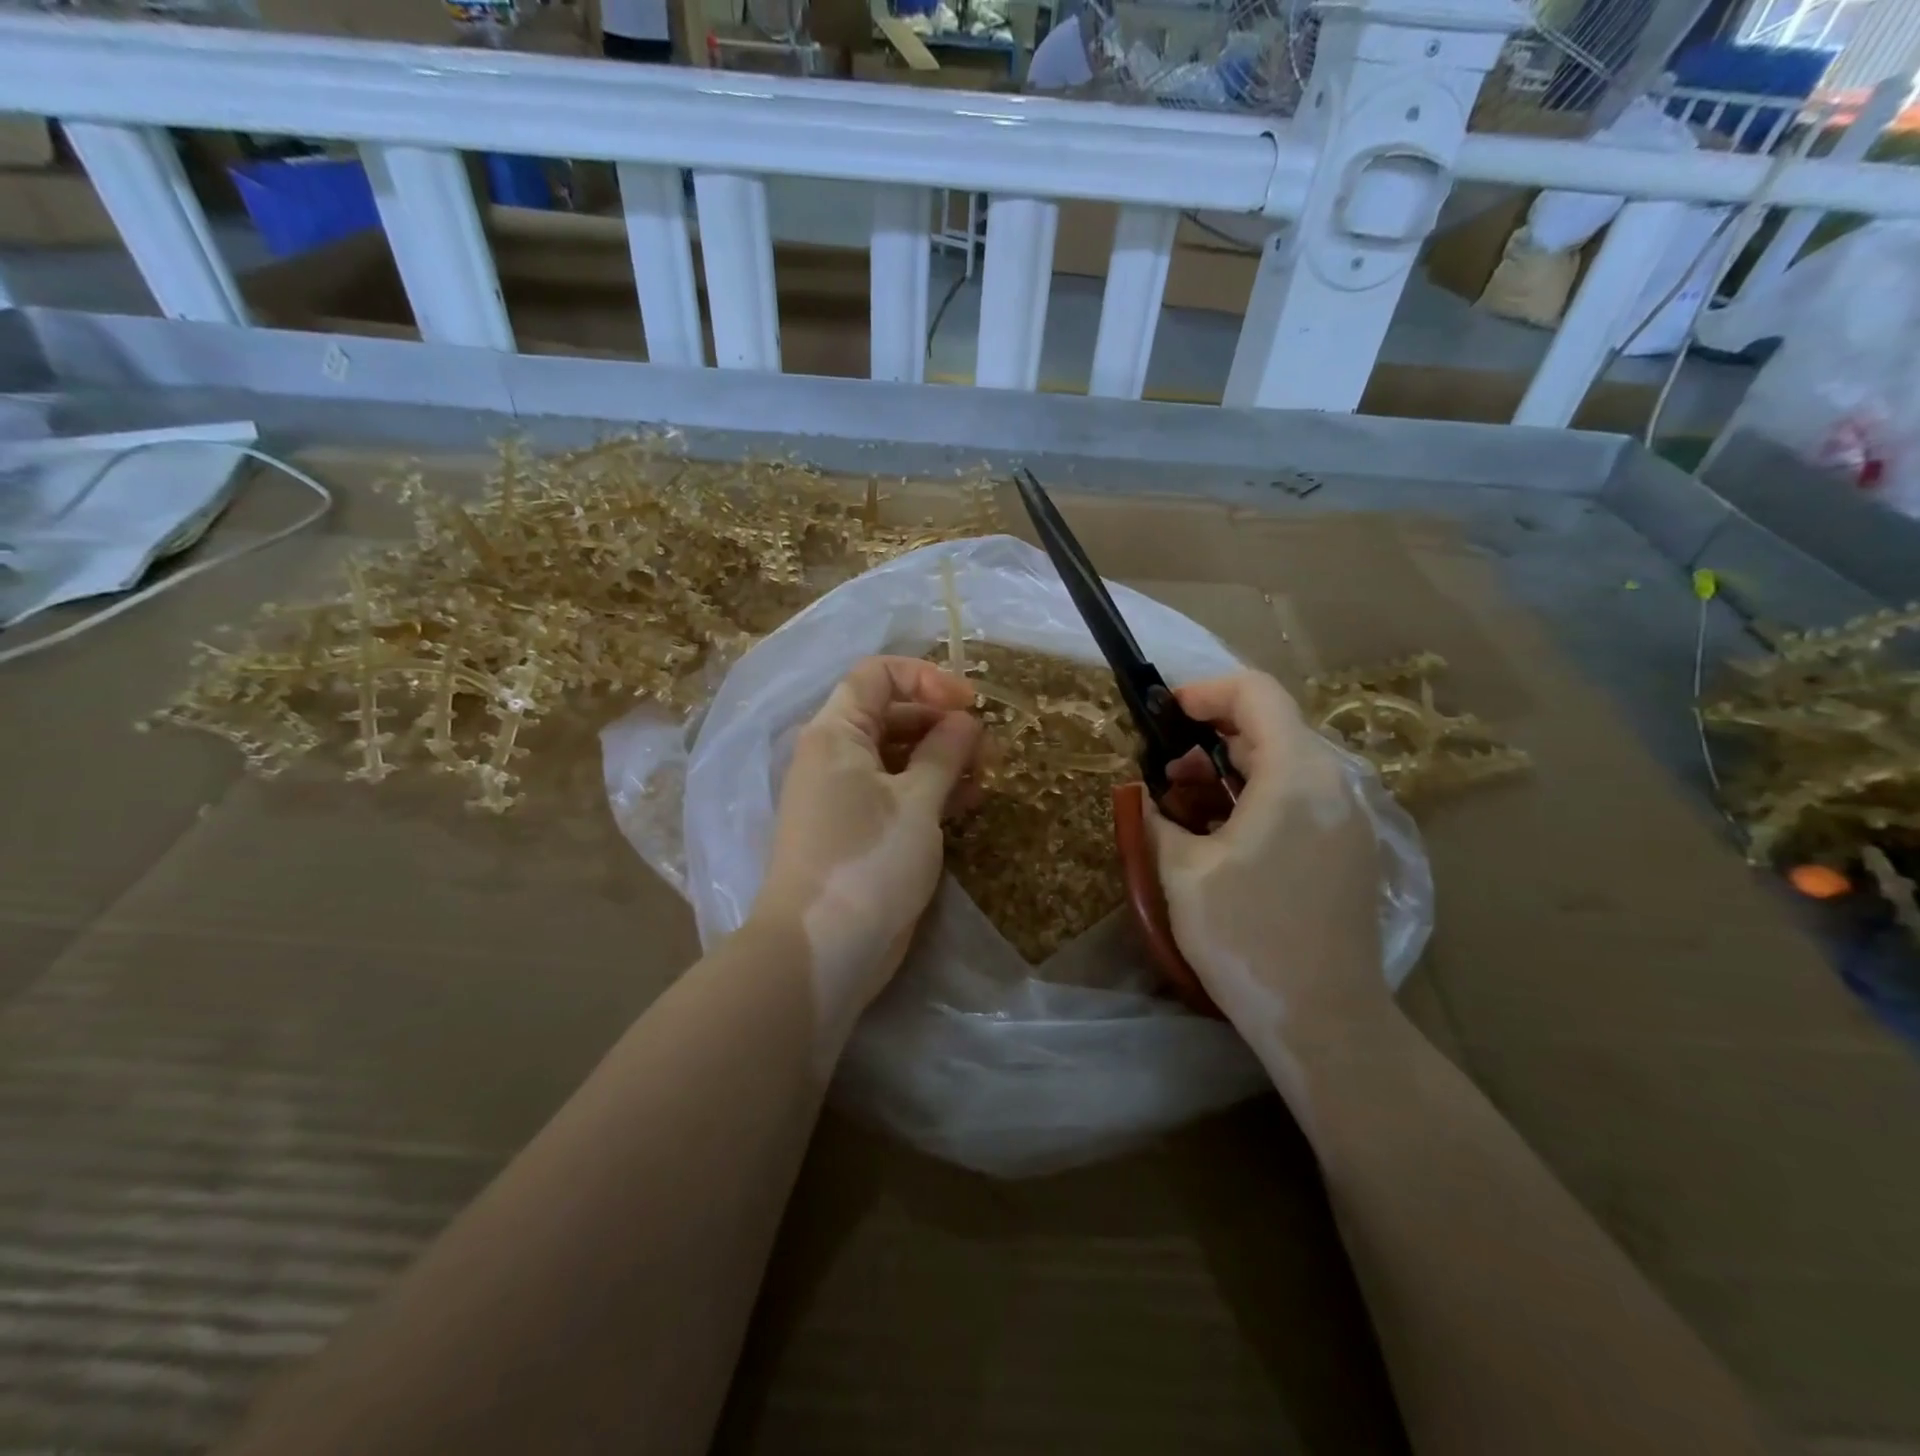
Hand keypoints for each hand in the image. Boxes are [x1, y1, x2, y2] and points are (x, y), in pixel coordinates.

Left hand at [754, 656, 983, 1030]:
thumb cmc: (868, 860)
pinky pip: (898, 793)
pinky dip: (930, 791)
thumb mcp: (917, 801)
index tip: (970, 703)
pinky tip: (967, 803)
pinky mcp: (860, 831)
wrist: (823, 949)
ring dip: (942, 760)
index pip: (877, 676)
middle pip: (892, 715)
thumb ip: (944, 752)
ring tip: (985, 777)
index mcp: (837, 733)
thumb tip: (965, 720)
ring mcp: (846, 796)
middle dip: (942, 724)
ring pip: (898, 757)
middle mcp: (836, 756)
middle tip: (988, 748)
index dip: (926, 679)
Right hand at [1147, 672, 1391, 1068]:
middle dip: (1210, 735)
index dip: (1205, 690)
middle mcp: (1332, 784)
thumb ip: (1156, 817)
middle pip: (1271, 725)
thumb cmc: (1247, 937)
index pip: (1256, 692)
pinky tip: (1221, 835)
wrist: (1325, 1019)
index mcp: (1295, 775)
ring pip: (1284, 763)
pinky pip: (1298, 796)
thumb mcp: (1182, 872)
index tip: (1163, 714)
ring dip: (1230, 768)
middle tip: (1164, 771)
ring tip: (1184, 805)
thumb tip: (1145, 794)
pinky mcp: (1348, 849)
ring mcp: (1347, 818)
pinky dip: (1255, 795)